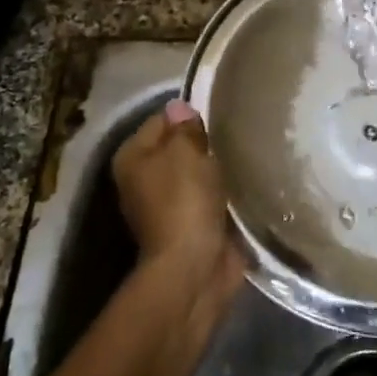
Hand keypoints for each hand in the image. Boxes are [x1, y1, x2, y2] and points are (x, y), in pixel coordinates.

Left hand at [113, 99, 232, 274]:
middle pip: (178, 148)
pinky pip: (209, 197)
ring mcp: (166, 206)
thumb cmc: (184, 201)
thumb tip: (181, 107)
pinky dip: (223, 193)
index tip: (220, 114)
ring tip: (243, 156)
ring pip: (196, 173)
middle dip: (205, 143)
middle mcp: (143, 180)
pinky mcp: (191, 226)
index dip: (190, 115)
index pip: (162, 120)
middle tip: (235, 135)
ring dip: (216, 169)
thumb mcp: (185, 152)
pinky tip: (244, 183)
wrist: (194, 268)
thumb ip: (185, 127)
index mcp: (132, 158)